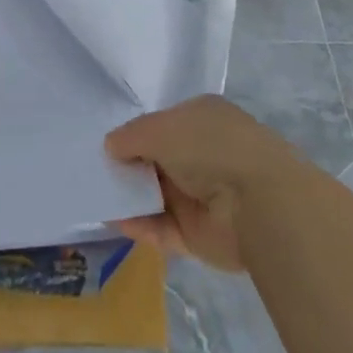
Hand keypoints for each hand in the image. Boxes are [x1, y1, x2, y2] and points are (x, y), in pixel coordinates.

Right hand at [106, 96, 299, 272]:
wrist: (258, 204)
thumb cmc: (209, 147)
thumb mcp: (161, 128)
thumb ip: (131, 136)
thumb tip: (111, 146)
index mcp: (203, 118)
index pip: (164, 123)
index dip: (137, 132)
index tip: (108, 143)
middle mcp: (204, 153)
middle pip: (159, 160)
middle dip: (130, 166)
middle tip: (94, 171)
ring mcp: (204, 195)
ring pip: (159, 195)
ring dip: (132, 197)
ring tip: (96, 197)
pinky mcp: (200, 234)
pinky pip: (163, 228)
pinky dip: (140, 226)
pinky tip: (114, 221)